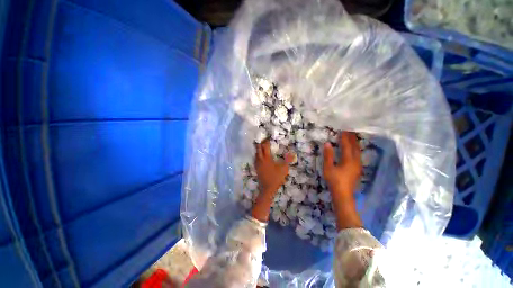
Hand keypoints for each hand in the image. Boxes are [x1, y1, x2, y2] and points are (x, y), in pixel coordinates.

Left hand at [254, 139, 294, 194]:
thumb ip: (288, 160)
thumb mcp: (284, 168)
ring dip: (258, 149)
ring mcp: (258, 164)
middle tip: (263, 140)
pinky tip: (259, 156)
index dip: (266, 141)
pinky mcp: (257, 168)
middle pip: (258, 149)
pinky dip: (257, 155)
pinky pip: (255, 159)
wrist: (268, 188)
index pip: (265, 147)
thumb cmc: (276, 178)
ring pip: (256, 154)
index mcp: (267, 158)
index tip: (268, 138)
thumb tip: (292, 153)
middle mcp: (261, 159)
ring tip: (261, 146)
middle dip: (260, 143)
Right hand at [323, 131, 361, 196]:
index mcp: (348, 160)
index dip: (345, 137)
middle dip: (352, 138)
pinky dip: (356, 149)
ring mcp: (358, 165)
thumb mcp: (328, 167)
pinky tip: (354, 149)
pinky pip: (358, 155)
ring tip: (352, 137)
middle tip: (350, 130)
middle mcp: (356, 161)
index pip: (347, 146)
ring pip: (358, 151)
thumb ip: (328, 155)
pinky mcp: (358, 169)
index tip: (343, 129)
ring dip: (355, 143)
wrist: (343, 194)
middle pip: (355, 147)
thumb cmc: (334, 180)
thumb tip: (327, 144)